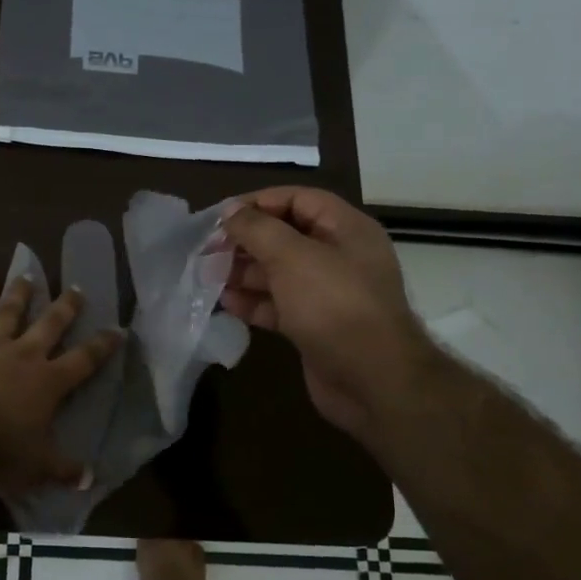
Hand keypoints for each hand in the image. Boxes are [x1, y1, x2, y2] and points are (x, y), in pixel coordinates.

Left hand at [0, 277, 121, 498]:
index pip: (84, 359)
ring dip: (19, 294)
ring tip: (27, 276)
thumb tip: (90, 479)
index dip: (103, 344)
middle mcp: (23, 354)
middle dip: (66, 306)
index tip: (118, 329)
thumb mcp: (37, 468)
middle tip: (76, 288)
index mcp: (48, 382)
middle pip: (50, 324)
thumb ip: (64, 469)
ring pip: (8, 311)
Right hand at [219, 188, 430, 441]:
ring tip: (208, 276)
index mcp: (345, 229)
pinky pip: (279, 305)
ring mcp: (327, 294)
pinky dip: (253, 302)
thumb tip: (231, 212)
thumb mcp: (292, 257)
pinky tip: (226, 304)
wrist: (372, 379)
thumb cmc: (334, 305)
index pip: (298, 200)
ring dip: (244, 273)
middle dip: (246, 242)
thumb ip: (258, 229)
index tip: (221, 216)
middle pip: (285, 237)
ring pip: (278, 273)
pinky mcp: (314, 326)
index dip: (259, 203)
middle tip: (208, 250)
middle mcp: (339, 256)